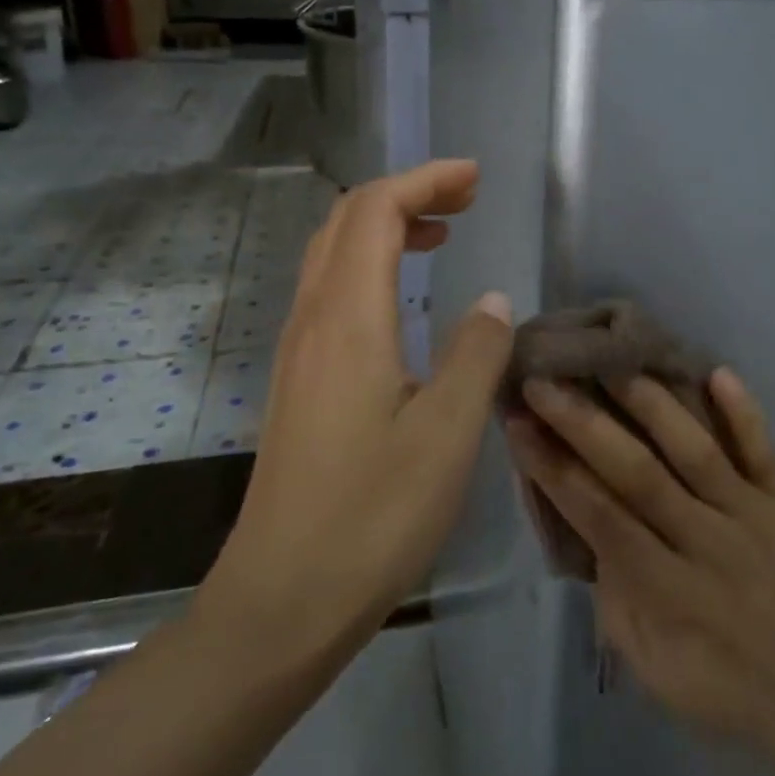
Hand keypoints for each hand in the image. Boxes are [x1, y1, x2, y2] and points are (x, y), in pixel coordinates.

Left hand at [203, 160, 513, 658]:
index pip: (377, 210)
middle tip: (465, 198)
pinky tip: (402, 295)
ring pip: (333, 251)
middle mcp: (313, 317)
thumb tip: (492, 301)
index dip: (426, 180)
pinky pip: (330, 287)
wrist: (282, 597)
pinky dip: (370, 262)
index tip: (475, 179)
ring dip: (385, 224)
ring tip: (442, 233)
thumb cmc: (372, 516)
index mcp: (348, 318)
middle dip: (407, 191)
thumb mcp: (446, 434)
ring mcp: (298, 347)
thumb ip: (476, 354)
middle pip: (348, 218)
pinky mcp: (299, 376)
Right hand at [505, 368, 774, 771]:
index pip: (598, 515)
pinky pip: (765, 449)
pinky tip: (716, 370)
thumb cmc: (722, 688)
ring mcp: (754, 515)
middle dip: (584, 423)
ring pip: (695, 449)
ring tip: (610, 357)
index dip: (553, 467)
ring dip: (650, 402)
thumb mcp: (649, 664)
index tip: (518, 422)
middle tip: (544, 378)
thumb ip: (611, 592)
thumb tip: (580, 519)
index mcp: (668, 590)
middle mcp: (707, 542)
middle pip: (638, 472)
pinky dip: (743, 411)